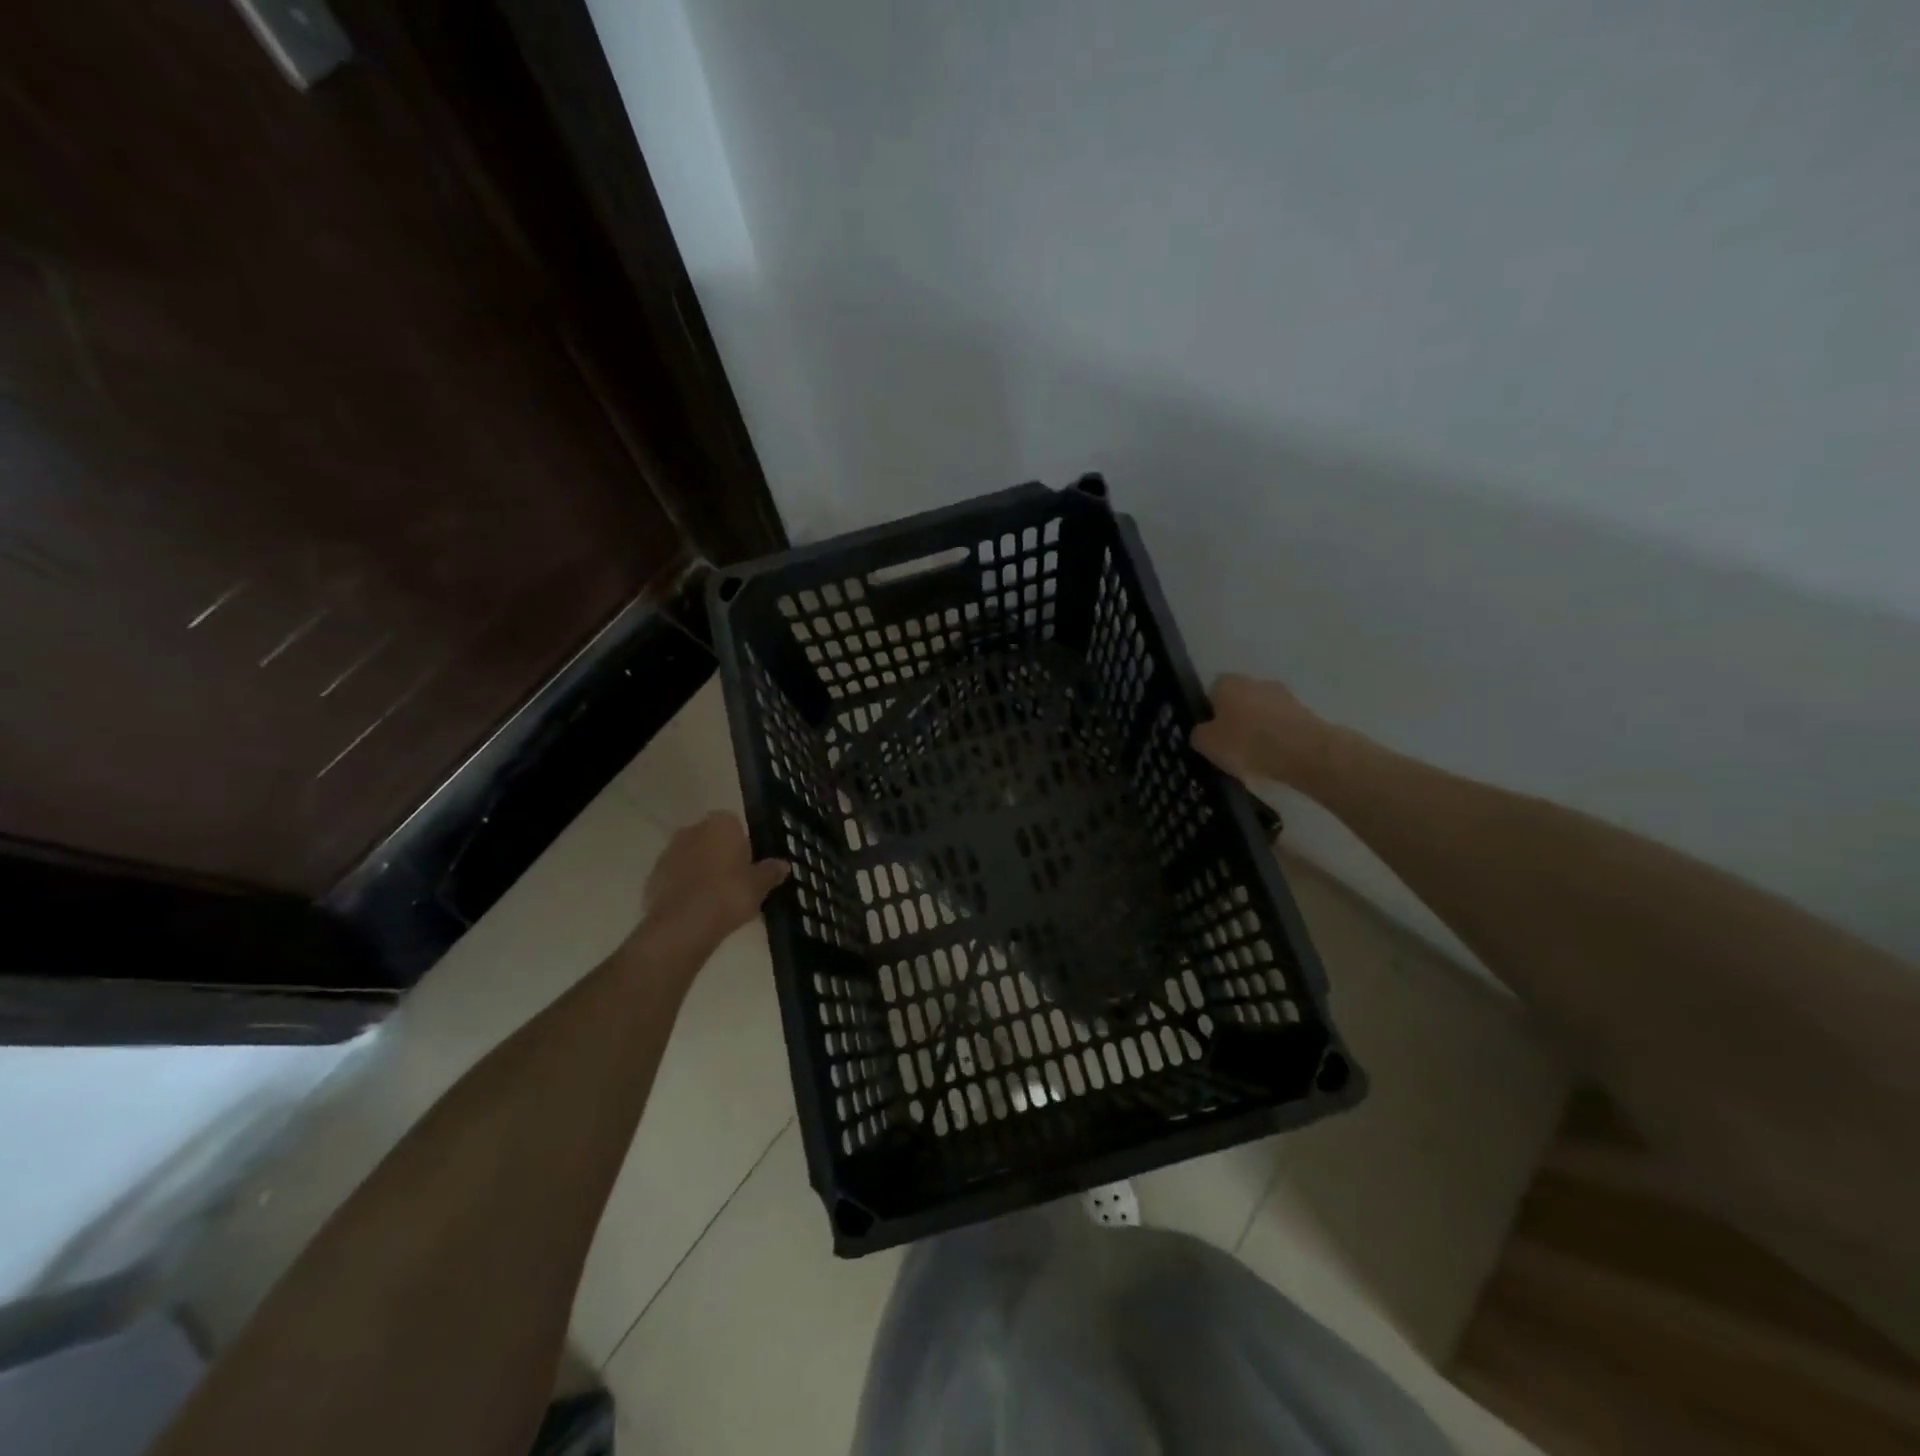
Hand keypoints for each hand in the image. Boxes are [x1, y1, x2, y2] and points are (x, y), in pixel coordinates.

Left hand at [641, 811, 788, 949]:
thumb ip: (770, 872)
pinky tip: (698, 910)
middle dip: (721, 856)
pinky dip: (685, 889)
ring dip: (701, 872)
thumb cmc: (729, 894)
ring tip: (717, 900)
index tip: (750, 865)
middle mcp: (692, 830)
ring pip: (692, 858)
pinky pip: (676, 879)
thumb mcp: (759, 885)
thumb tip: (783, 865)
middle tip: (736, 882)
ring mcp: (668, 853)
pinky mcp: (652, 877)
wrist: (684, 925)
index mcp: (720, 823)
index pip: (735, 824)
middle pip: (711, 839)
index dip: (743, 844)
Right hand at [1191, 674, 1333, 786]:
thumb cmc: (1247, 743)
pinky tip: (1274, 758)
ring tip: (1254, 757)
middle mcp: (1256, 681)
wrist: (1304, 752)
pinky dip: (1277, 738)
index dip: (1210, 713)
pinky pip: (1282, 725)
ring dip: (1258, 728)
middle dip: (1235, 719)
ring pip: (1262, 712)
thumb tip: (1203, 732)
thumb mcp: (1207, 744)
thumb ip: (1199, 735)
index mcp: (1227, 683)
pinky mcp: (1305, 713)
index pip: (1212, 691)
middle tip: (1230, 746)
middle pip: (1239, 700)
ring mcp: (1284, 695)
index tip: (1211, 735)